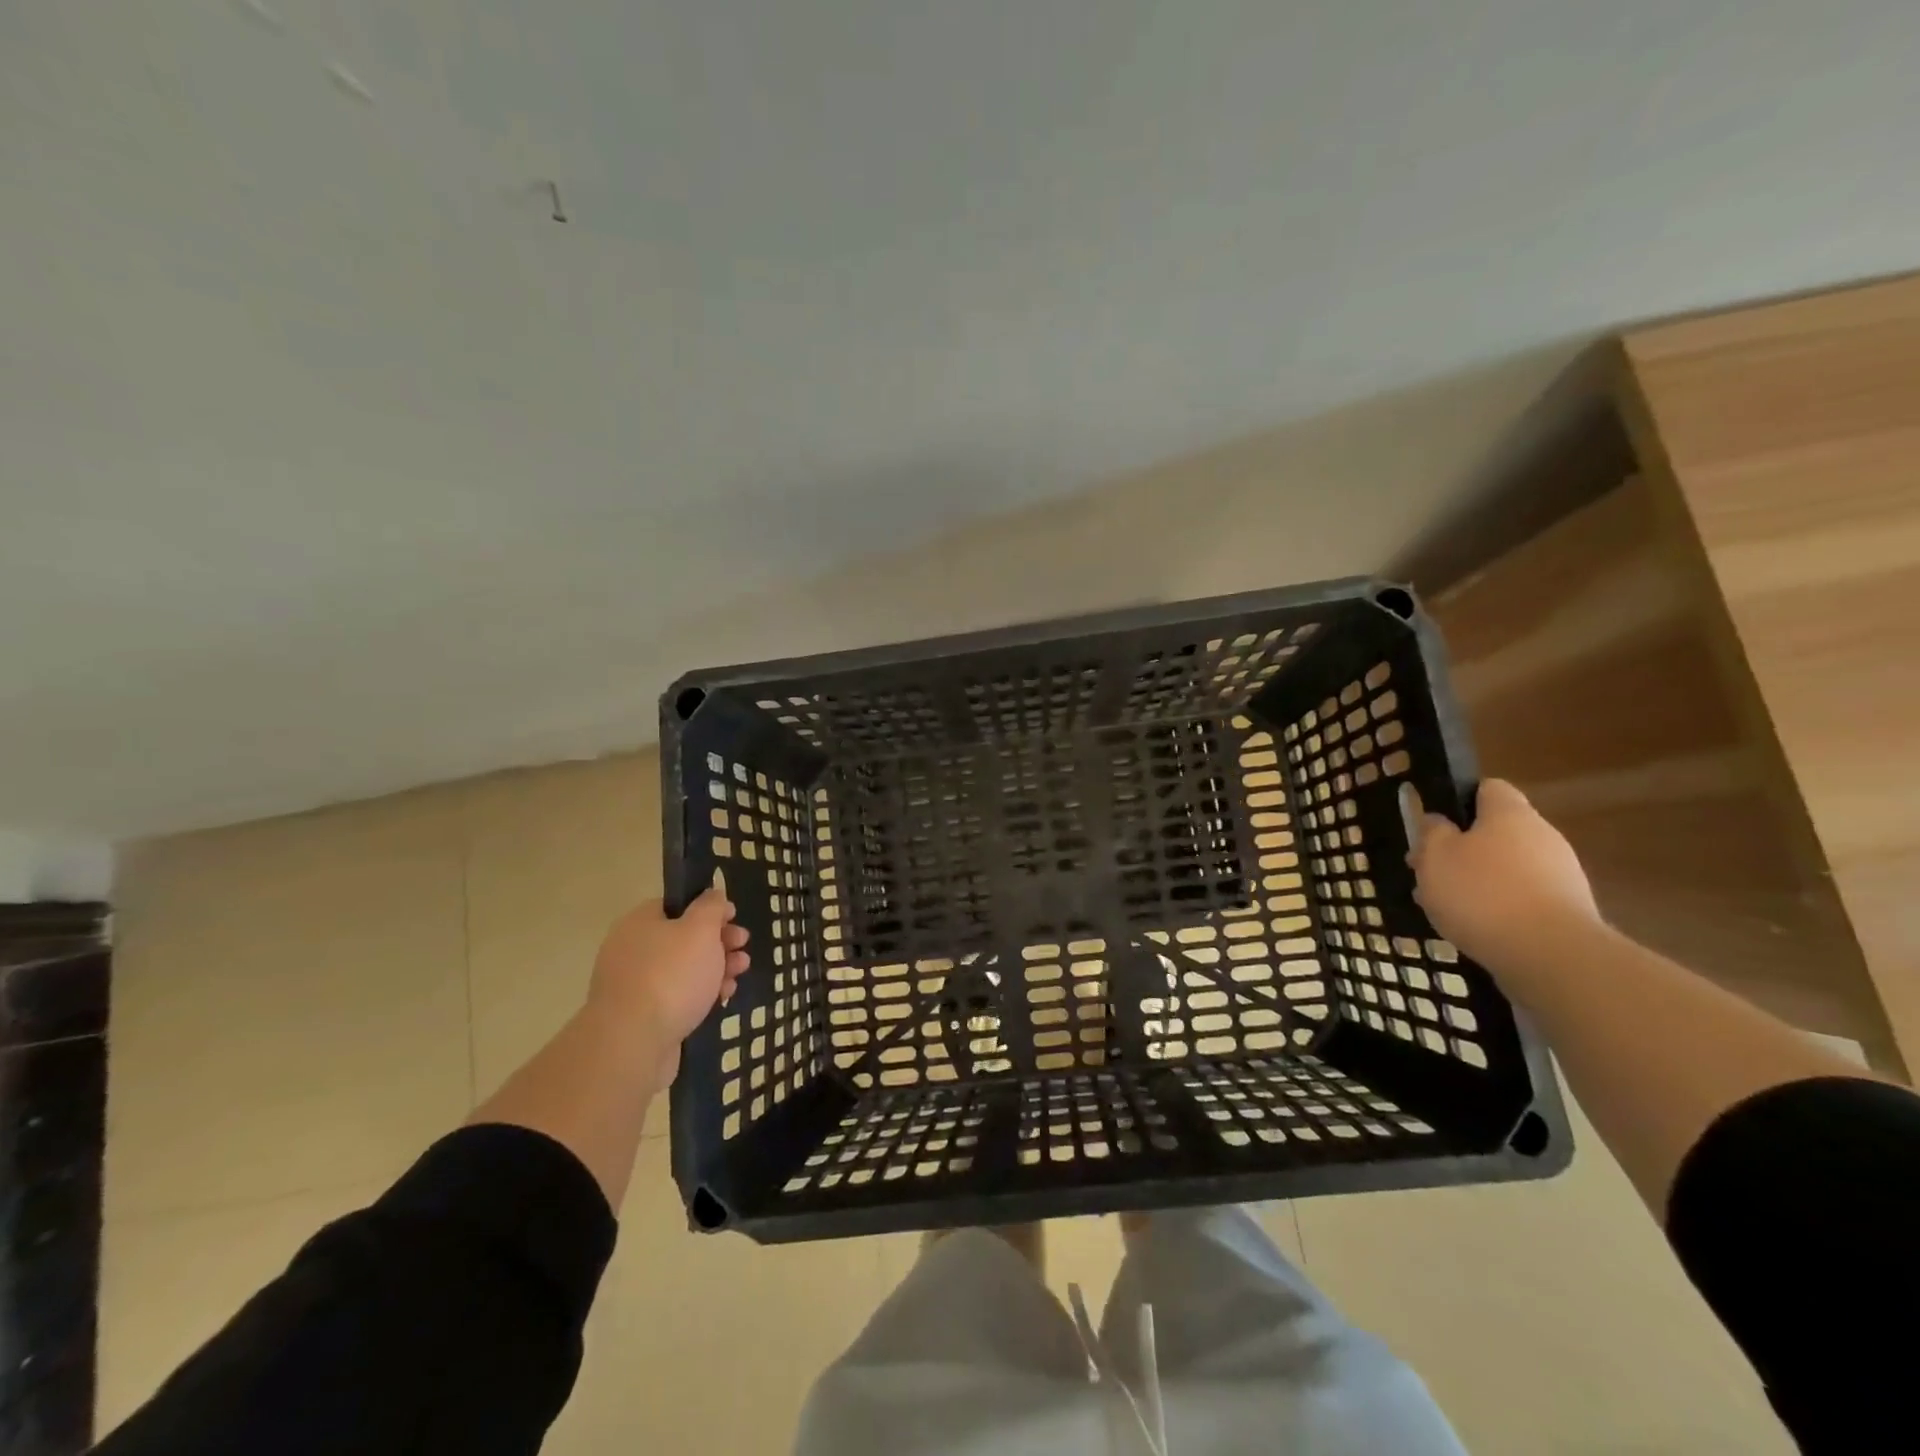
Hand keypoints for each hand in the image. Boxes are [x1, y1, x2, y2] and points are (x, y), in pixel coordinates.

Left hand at [586, 873, 749, 1085]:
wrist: (632, 1044)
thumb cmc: (671, 976)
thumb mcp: (701, 929)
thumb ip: (711, 906)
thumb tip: (713, 894)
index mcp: (640, 922)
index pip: (677, 905)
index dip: (709, 909)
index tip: (734, 918)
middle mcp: (632, 949)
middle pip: (683, 937)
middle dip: (719, 941)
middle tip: (742, 946)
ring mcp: (635, 985)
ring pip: (684, 968)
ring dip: (716, 967)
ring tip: (739, 973)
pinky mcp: (642, 1016)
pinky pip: (677, 996)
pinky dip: (701, 994)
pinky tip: (722, 998)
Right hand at [1403, 779, 1599, 972]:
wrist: (1552, 957)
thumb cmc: (1482, 893)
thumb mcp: (1435, 856)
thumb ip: (1432, 832)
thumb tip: (1438, 821)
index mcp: (1510, 814)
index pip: (1487, 788)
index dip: (1458, 801)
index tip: (1434, 826)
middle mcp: (1542, 836)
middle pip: (1496, 833)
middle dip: (1462, 851)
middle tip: (1429, 874)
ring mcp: (1561, 876)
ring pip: (1507, 869)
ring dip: (1477, 882)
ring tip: (1446, 908)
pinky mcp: (1568, 912)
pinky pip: (1523, 899)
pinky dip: (1499, 909)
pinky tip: (1477, 929)